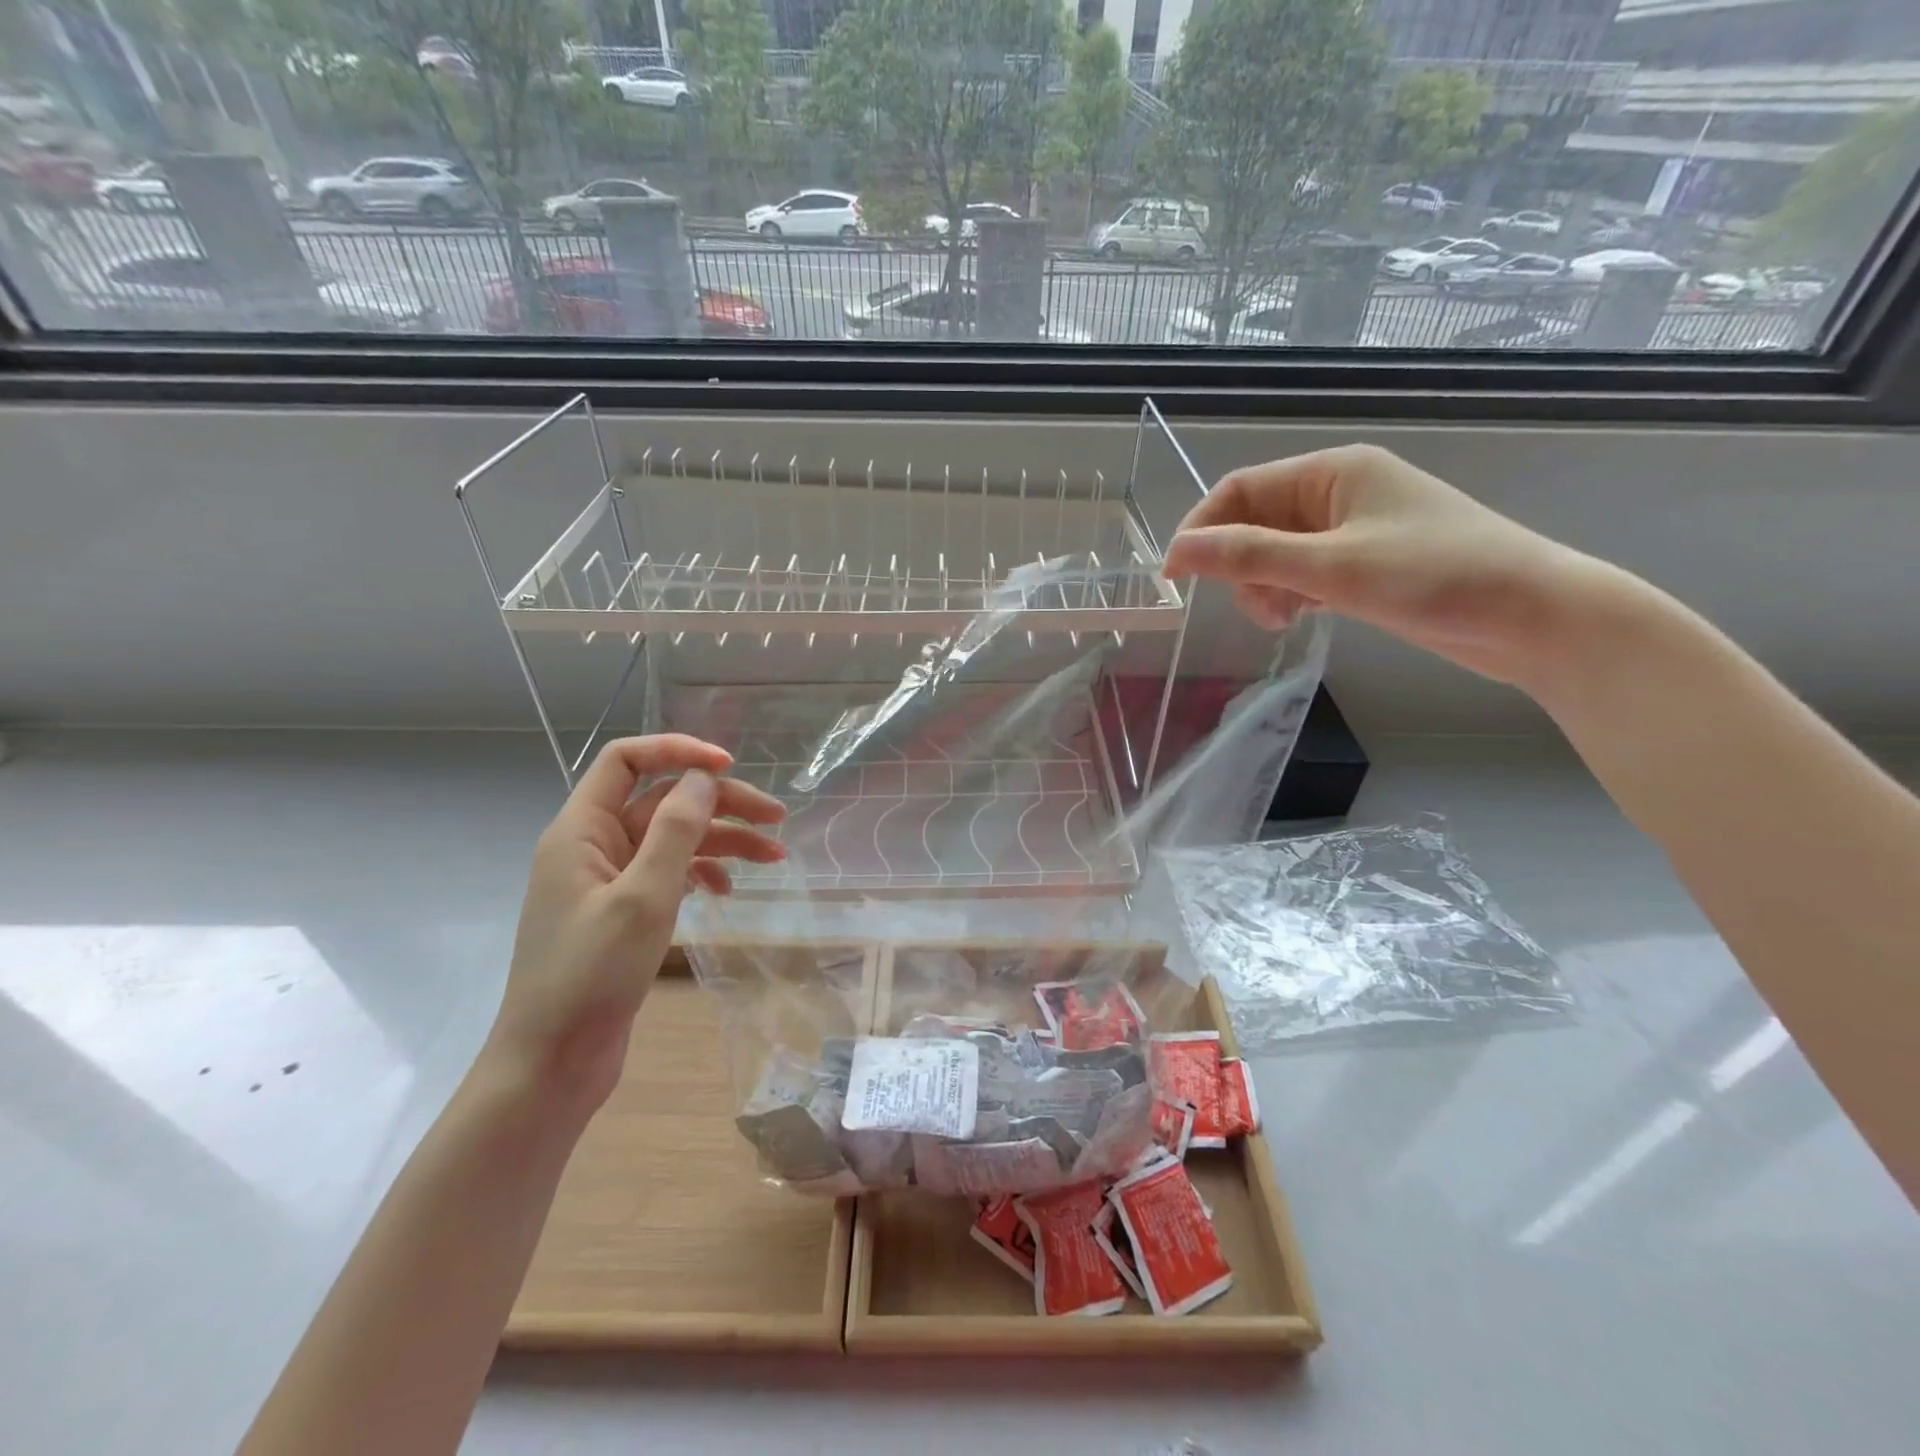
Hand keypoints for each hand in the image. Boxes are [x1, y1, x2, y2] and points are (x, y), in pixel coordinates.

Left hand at [484, 735, 785, 1109]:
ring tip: (774, 856)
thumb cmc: (591, 976)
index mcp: (581, 830)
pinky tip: (728, 889)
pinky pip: (668, 873)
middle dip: (720, 803)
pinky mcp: (622, 912)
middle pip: (662, 800)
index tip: (728, 767)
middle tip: (776, 819)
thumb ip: (675, 830)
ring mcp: (607, 880)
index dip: (677, 752)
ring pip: (672, 839)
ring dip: (722, 840)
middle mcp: (592, 845)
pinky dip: (702, 872)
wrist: (552, 1063)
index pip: (626, 761)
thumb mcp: (643, 897)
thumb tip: (703, 777)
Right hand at [1161, 444, 1622, 686]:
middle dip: (1239, 566)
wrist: (1534, 617)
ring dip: (1263, 585)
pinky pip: (1303, 572)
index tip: (1175, 577)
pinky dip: (1290, 594)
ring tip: (1282, 619)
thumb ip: (1249, 556)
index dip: (1200, 530)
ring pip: (1275, 553)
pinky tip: (1301, 617)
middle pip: (1254, 523)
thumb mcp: (1332, 566)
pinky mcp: (1366, 564)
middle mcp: (1339, 492)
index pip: (1239, 490)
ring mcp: (1354, 529)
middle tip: (1254, 607)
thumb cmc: (1435, 576)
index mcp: (1332, 471)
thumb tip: (1178, 552)